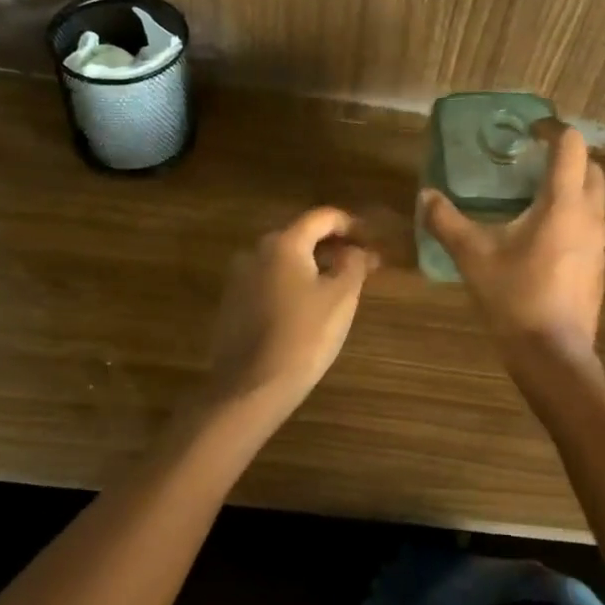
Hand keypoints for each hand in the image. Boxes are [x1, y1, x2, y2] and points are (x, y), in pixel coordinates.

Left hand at [201, 207, 378, 421]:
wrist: (251, 388)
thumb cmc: (304, 336)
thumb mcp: (341, 297)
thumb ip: (353, 264)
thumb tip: (356, 250)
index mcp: (283, 243)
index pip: (322, 216)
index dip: (351, 223)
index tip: (372, 239)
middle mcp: (256, 252)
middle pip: (301, 236)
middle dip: (333, 246)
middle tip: (360, 264)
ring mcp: (240, 278)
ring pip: (285, 260)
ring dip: (313, 265)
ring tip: (338, 286)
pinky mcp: (233, 303)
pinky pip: (270, 281)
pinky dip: (293, 283)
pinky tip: (308, 307)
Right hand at [420, 123, 604, 352]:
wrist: (554, 356)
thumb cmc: (515, 298)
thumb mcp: (473, 257)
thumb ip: (447, 221)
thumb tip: (426, 196)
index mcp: (563, 204)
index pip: (571, 145)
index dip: (550, 129)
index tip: (527, 131)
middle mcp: (590, 216)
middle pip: (590, 167)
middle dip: (564, 156)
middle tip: (529, 161)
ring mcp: (599, 243)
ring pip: (593, 197)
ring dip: (569, 186)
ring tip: (530, 195)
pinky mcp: (598, 265)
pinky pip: (589, 224)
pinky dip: (570, 214)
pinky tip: (539, 235)